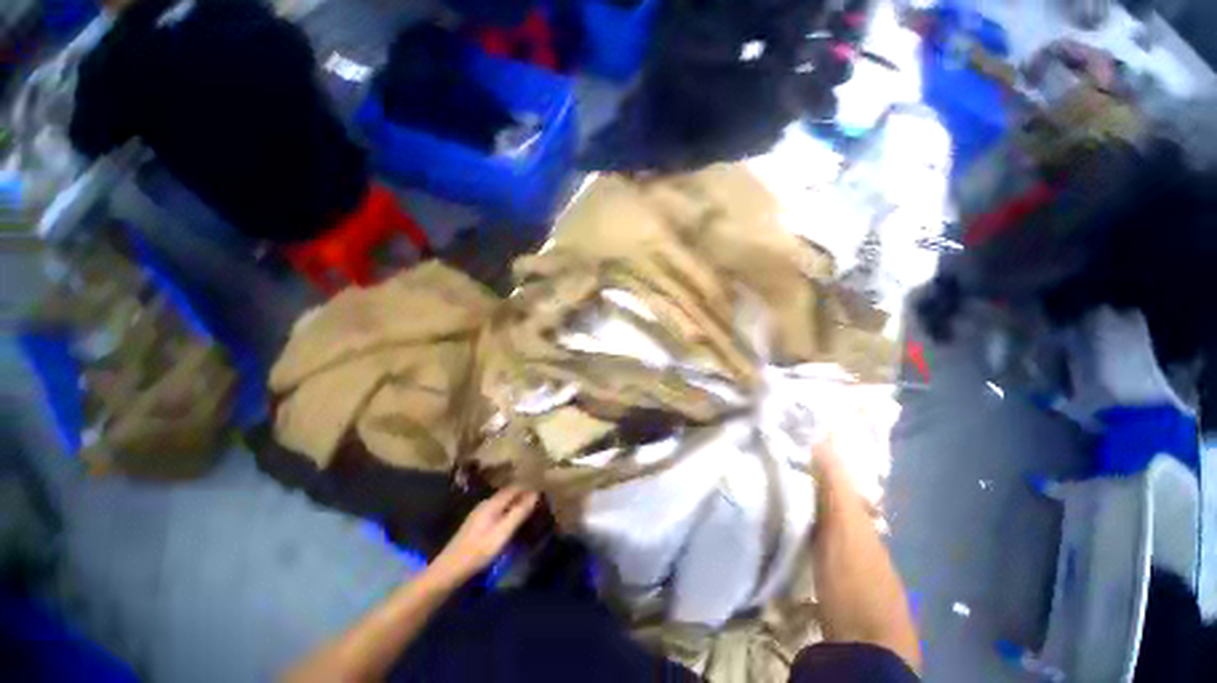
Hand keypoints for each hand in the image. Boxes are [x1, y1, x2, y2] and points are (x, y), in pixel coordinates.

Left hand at [431, 487, 538, 585]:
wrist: (450, 569)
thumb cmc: (479, 550)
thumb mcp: (503, 532)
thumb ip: (519, 512)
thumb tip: (535, 494)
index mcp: (492, 503)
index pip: (515, 487)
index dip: (529, 487)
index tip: (543, 491)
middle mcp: (486, 504)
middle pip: (508, 494)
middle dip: (523, 495)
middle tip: (539, 501)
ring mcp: (480, 514)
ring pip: (503, 502)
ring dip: (516, 503)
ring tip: (529, 510)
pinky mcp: (477, 524)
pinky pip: (498, 511)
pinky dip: (508, 511)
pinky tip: (512, 521)